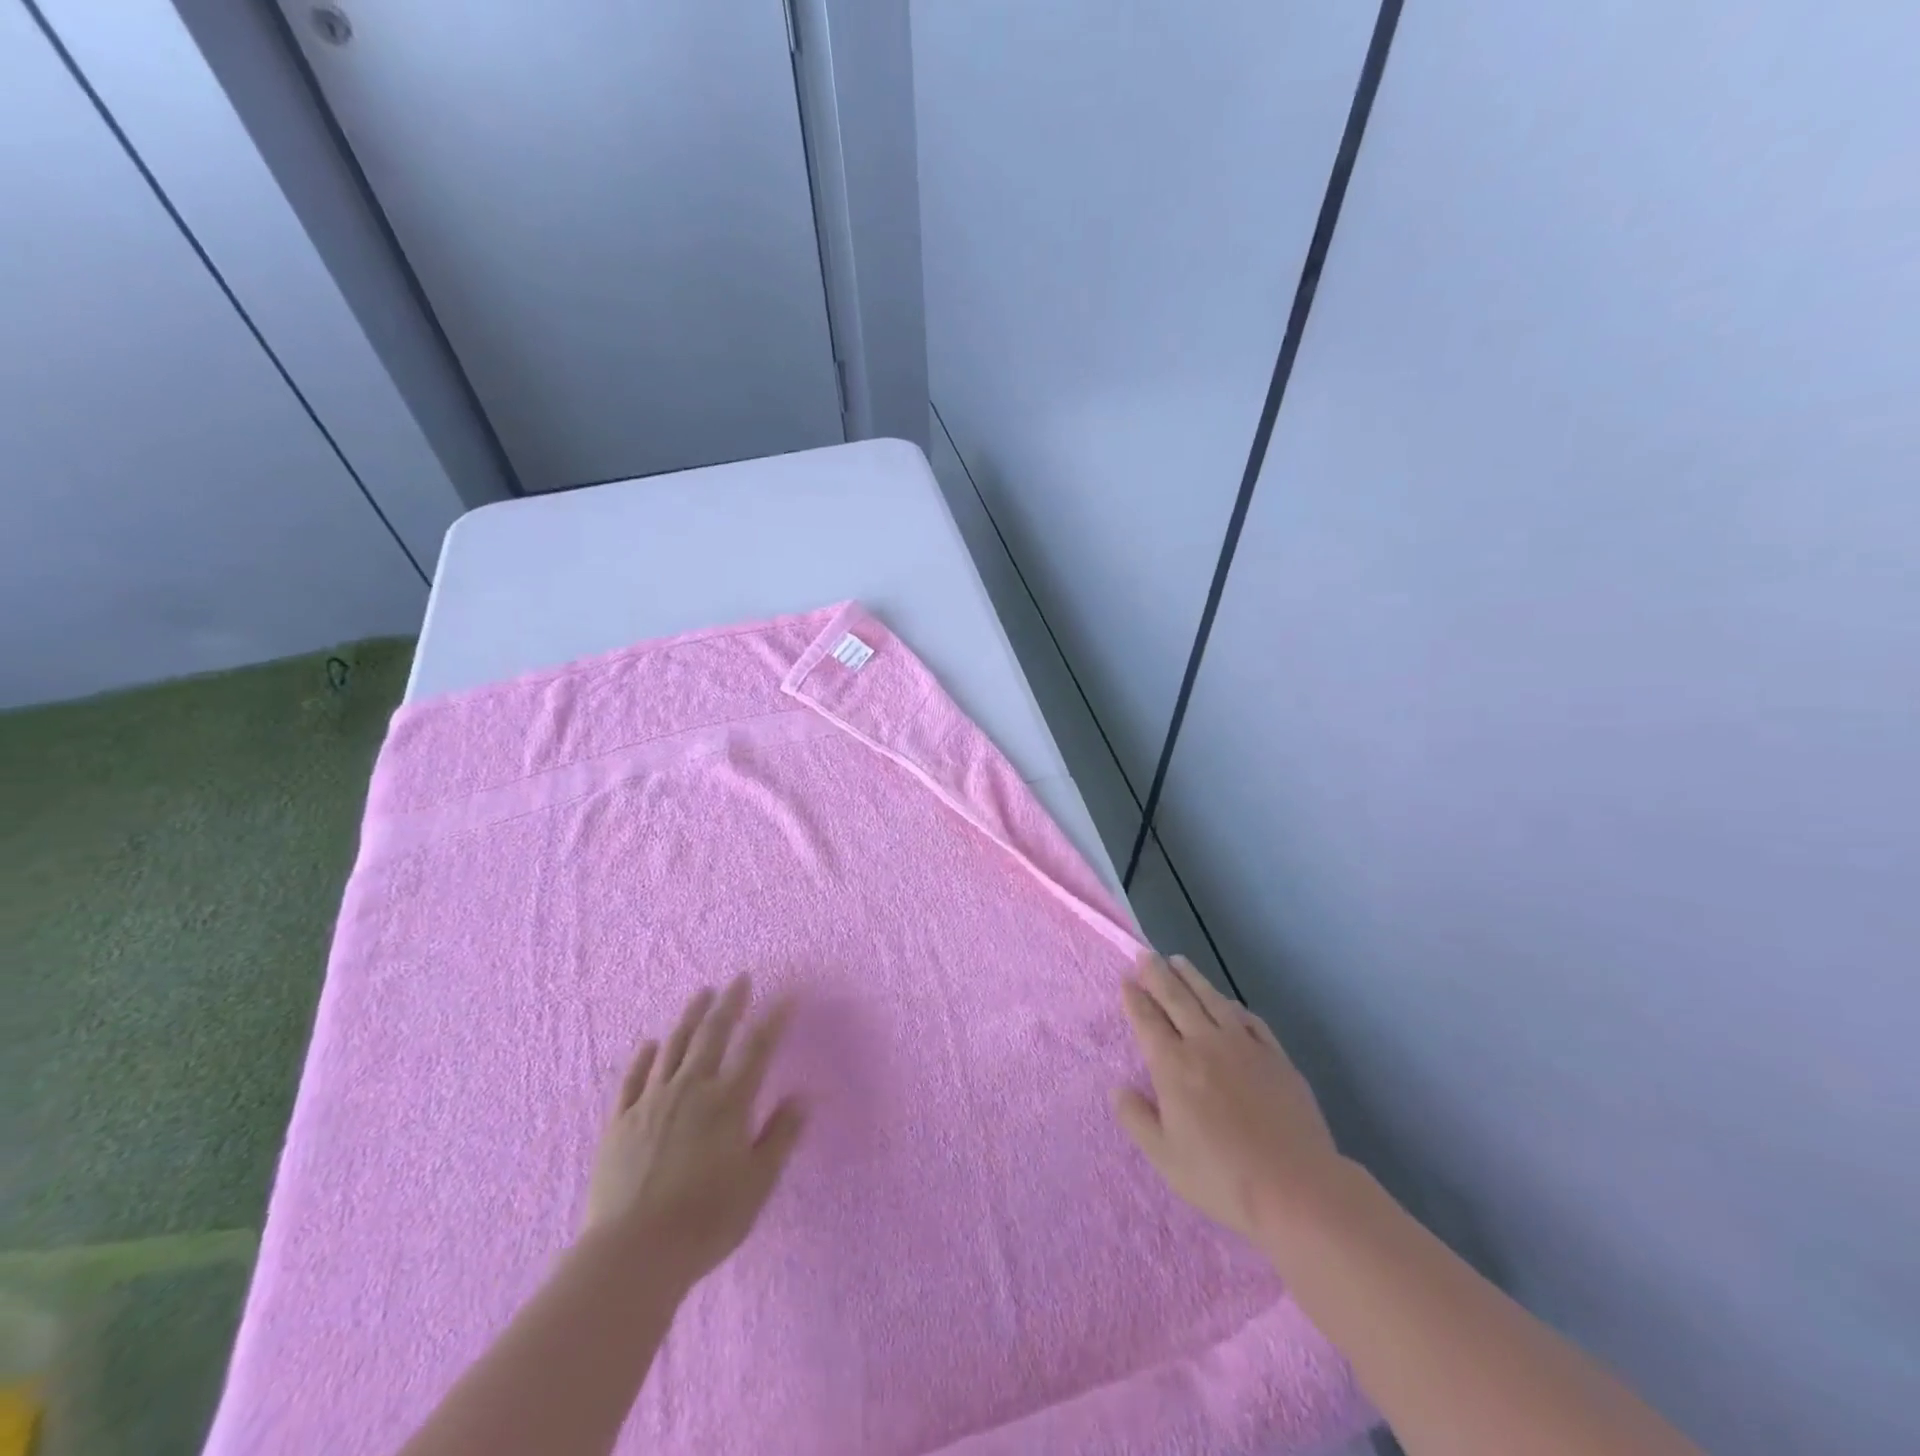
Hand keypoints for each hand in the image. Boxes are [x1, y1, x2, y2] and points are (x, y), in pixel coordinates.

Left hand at [585, 976, 803, 1286]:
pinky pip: (634, 1078)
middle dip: (730, 1003)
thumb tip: (804, 1096)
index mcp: (728, 1102)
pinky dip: (645, 1056)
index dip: (774, 1019)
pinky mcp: (620, 1121)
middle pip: (713, 1034)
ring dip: (690, 1016)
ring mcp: (651, 1101)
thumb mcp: (758, 1183)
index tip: (787, 995)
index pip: (757, 1048)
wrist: (631, 1254)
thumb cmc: (705, 1220)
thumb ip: (781, 1136)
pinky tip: (651, 1043)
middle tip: (740, 978)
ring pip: (674, 1046)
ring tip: (702, 993)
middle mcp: (691, 1089)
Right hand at [1112, 953, 1344, 1244]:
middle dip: (1158, 975)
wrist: (1296, 1187)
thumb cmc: (1221, 1177)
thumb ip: (1137, 1119)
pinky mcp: (1275, 1057)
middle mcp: (1205, 1044)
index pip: (1148, 1020)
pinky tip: (1228, 1003)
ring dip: (1193, 978)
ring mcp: (1244, 1046)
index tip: (1127, 980)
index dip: (1135, 998)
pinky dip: (1233, 1006)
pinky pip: (1250, 1020)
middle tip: (1146, 955)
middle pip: (1177, 999)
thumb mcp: (1165, 1157)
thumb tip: (1118, 1089)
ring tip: (1179, 961)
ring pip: (1212, 1000)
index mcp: (1173, 1065)